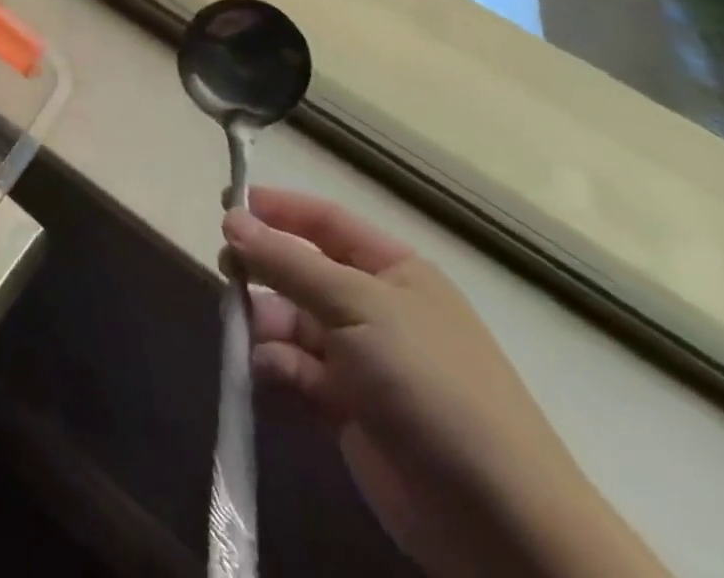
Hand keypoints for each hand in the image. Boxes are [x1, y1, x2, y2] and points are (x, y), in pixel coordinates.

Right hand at [224, 191, 667, 577]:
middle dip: (265, 269)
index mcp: (393, 271)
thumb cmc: (429, 383)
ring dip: (265, 323)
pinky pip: (297, 372)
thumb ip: (288, 262)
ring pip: (293, 323)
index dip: (279, 209)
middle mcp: (375, 308)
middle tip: (226, 270)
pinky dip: (276, 368)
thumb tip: (232, 218)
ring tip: (246, 332)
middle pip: (303, 272)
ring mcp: (362, 360)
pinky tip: (267, 373)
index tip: (228, 204)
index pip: (326, 222)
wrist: (497, 520)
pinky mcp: (347, 410)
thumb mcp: (357, 307)